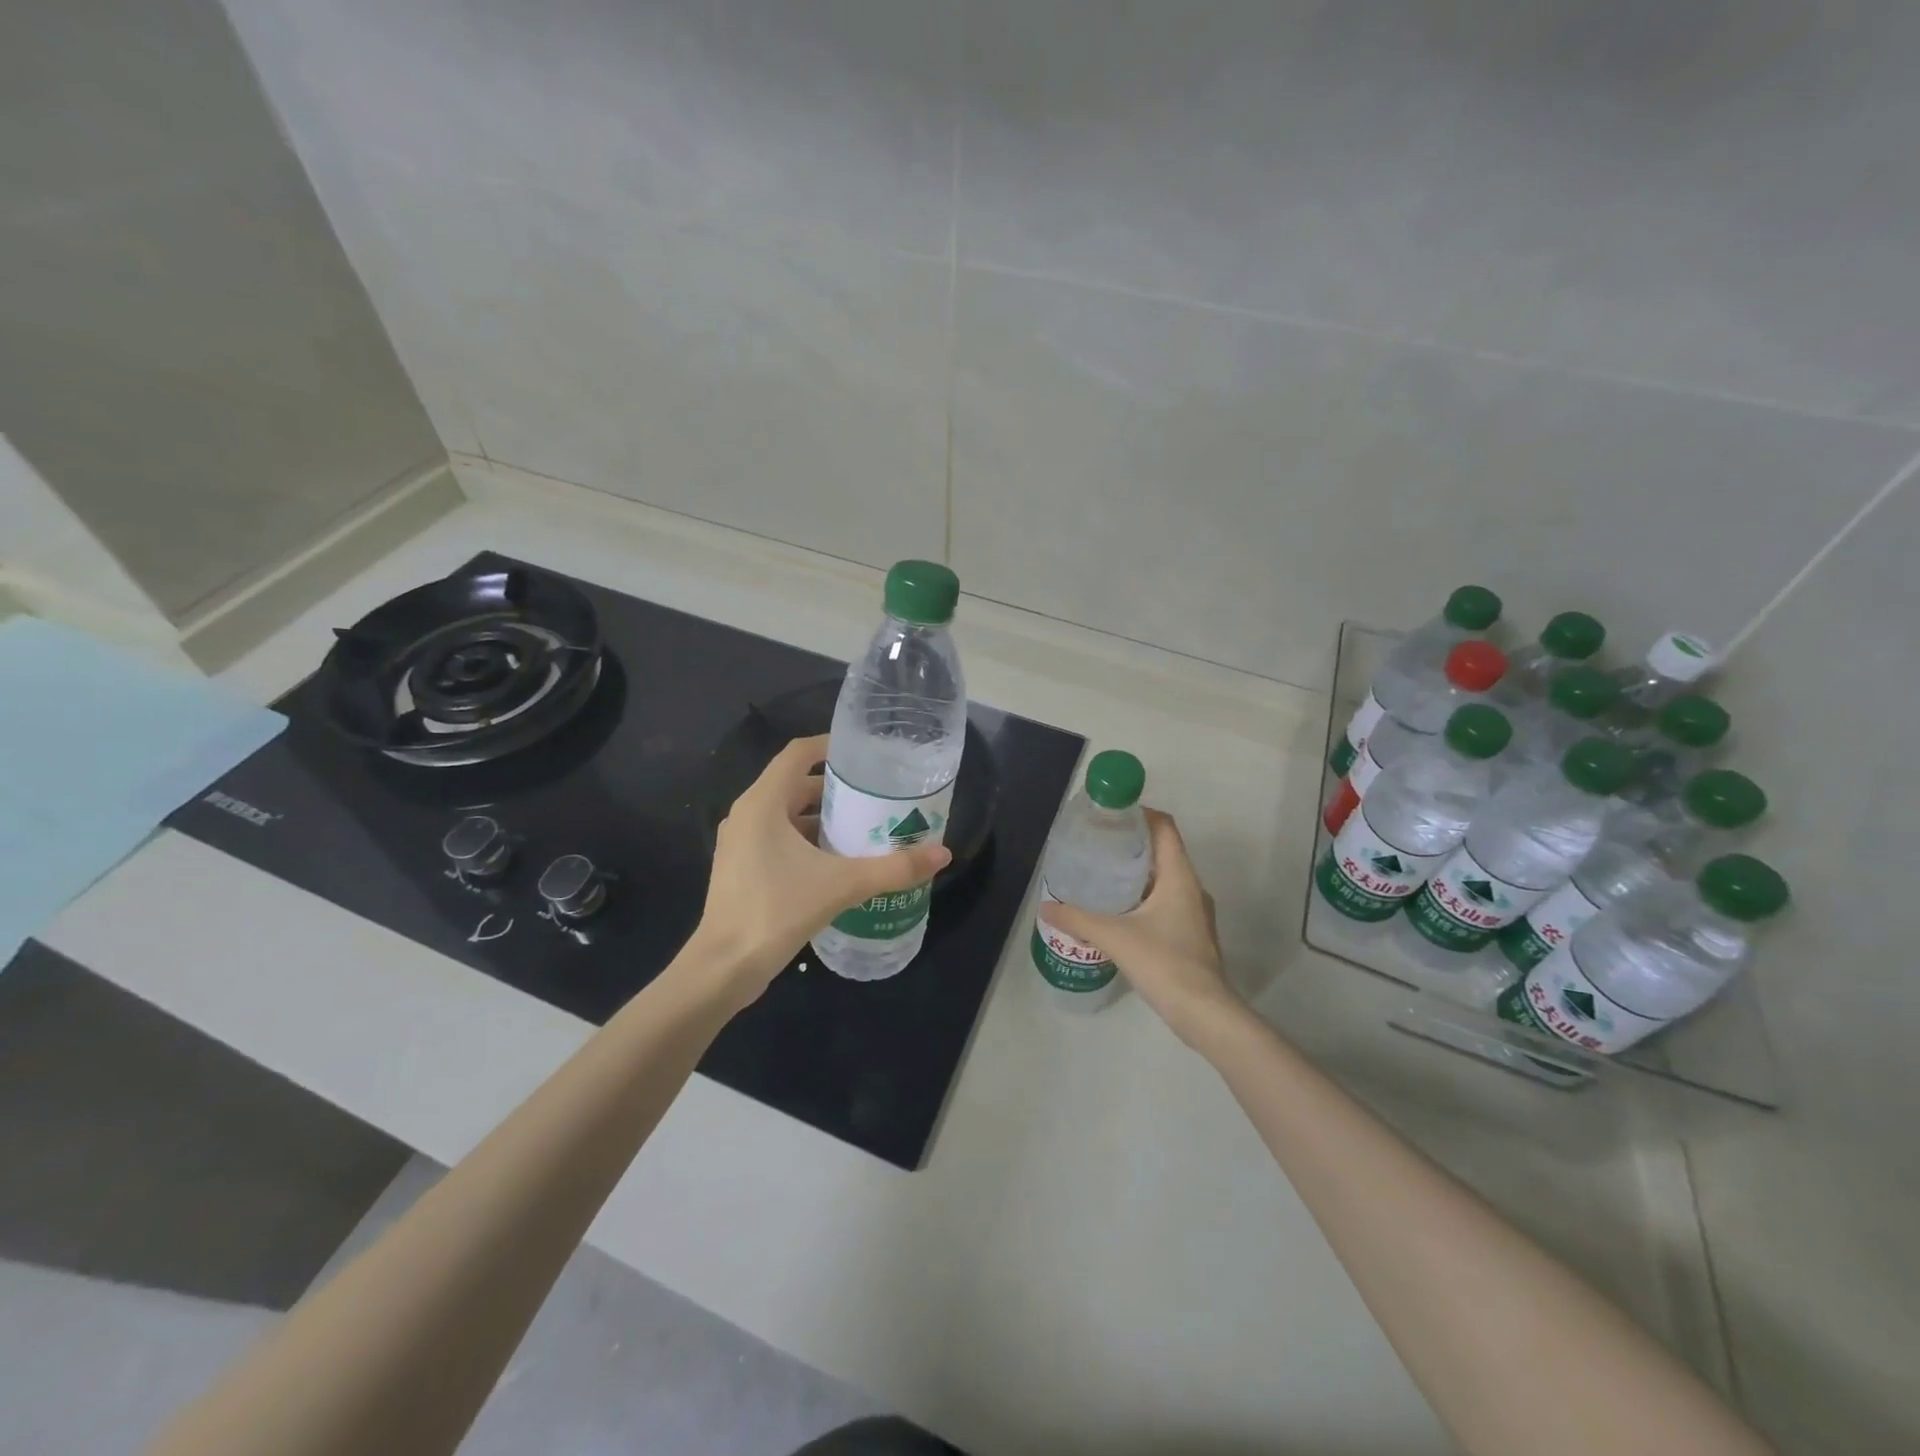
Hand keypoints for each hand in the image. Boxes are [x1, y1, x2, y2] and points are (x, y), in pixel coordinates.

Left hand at [689, 734, 950, 1008]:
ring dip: (823, 817)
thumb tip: (943, 854)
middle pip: (796, 784)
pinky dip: (808, 841)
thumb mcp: (842, 885)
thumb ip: (893, 868)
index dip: (831, 745)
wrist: (723, 968)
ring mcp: (741, 843)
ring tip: (865, 825)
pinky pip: (779, 839)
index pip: (798, 753)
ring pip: (787, 815)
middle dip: (836, 787)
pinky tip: (839, 861)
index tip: (866, 751)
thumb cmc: (776, 911)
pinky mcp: (742, 869)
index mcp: (763, 803)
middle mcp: (748, 815)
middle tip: (877, 793)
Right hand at [1044, 809, 1239, 1044]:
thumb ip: (1078, 918)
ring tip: (1102, 874)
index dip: (1140, 813)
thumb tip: (1047, 906)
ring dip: (1137, 872)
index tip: (1110, 814)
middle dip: (1131, 842)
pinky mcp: (1191, 934)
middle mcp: (1191, 887)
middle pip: (1163, 850)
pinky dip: (1143, 896)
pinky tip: (1119, 912)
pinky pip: (1166, 900)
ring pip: (1165, 877)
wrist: (1204, 1012)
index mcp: (1179, 876)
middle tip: (1097, 844)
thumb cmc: (1164, 962)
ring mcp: (1195, 912)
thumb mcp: (1114, 936)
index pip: (1164, 827)